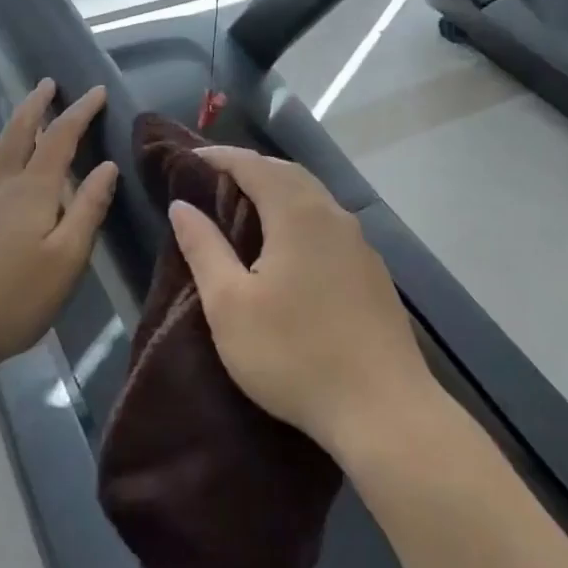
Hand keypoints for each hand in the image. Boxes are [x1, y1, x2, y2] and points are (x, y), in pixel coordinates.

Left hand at [0, 80, 117, 378]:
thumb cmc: (13, 297)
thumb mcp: (66, 258)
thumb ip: (88, 209)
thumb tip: (107, 166)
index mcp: (32, 190)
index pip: (60, 137)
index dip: (80, 112)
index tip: (97, 91)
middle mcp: (3, 186)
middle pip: (20, 132)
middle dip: (36, 105)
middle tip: (48, 83)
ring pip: (2, 150)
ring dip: (19, 124)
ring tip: (31, 115)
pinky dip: (7, 152)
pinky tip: (7, 170)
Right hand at [169, 147, 433, 453]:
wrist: (385, 410)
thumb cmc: (294, 354)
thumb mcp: (231, 305)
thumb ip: (204, 248)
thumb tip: (182, 205)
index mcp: (297, 212)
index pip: (252, 165)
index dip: (218, 158)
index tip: (188, 159)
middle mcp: (332, 214)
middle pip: (286, 172)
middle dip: (249, 168)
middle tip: (214, 179)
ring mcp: (359, 242)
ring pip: (312, 197)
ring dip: (277, 191)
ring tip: (246, 208)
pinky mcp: (373, 271)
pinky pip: (328, 223)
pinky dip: (299, 215)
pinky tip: (289, 247)